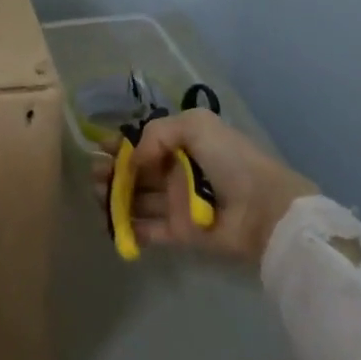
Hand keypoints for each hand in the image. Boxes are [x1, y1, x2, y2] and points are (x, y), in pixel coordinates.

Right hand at [91, 107, 316, 265]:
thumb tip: (133, 160)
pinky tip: (111, 222)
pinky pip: (148, 231)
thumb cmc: (231, 160)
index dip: (119, 144)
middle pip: (134, 172)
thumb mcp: (196, 125)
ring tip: (99, 195)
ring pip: (136, 200)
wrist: (264, 208)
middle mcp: (175, 173)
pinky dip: (128, 228)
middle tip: (96, 174)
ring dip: (114, 197)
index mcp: (181, 145)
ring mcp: (176, 205)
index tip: (100, 147)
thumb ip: (156, 133)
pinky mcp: (179, 234)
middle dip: (111, 171)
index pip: (142, 143)